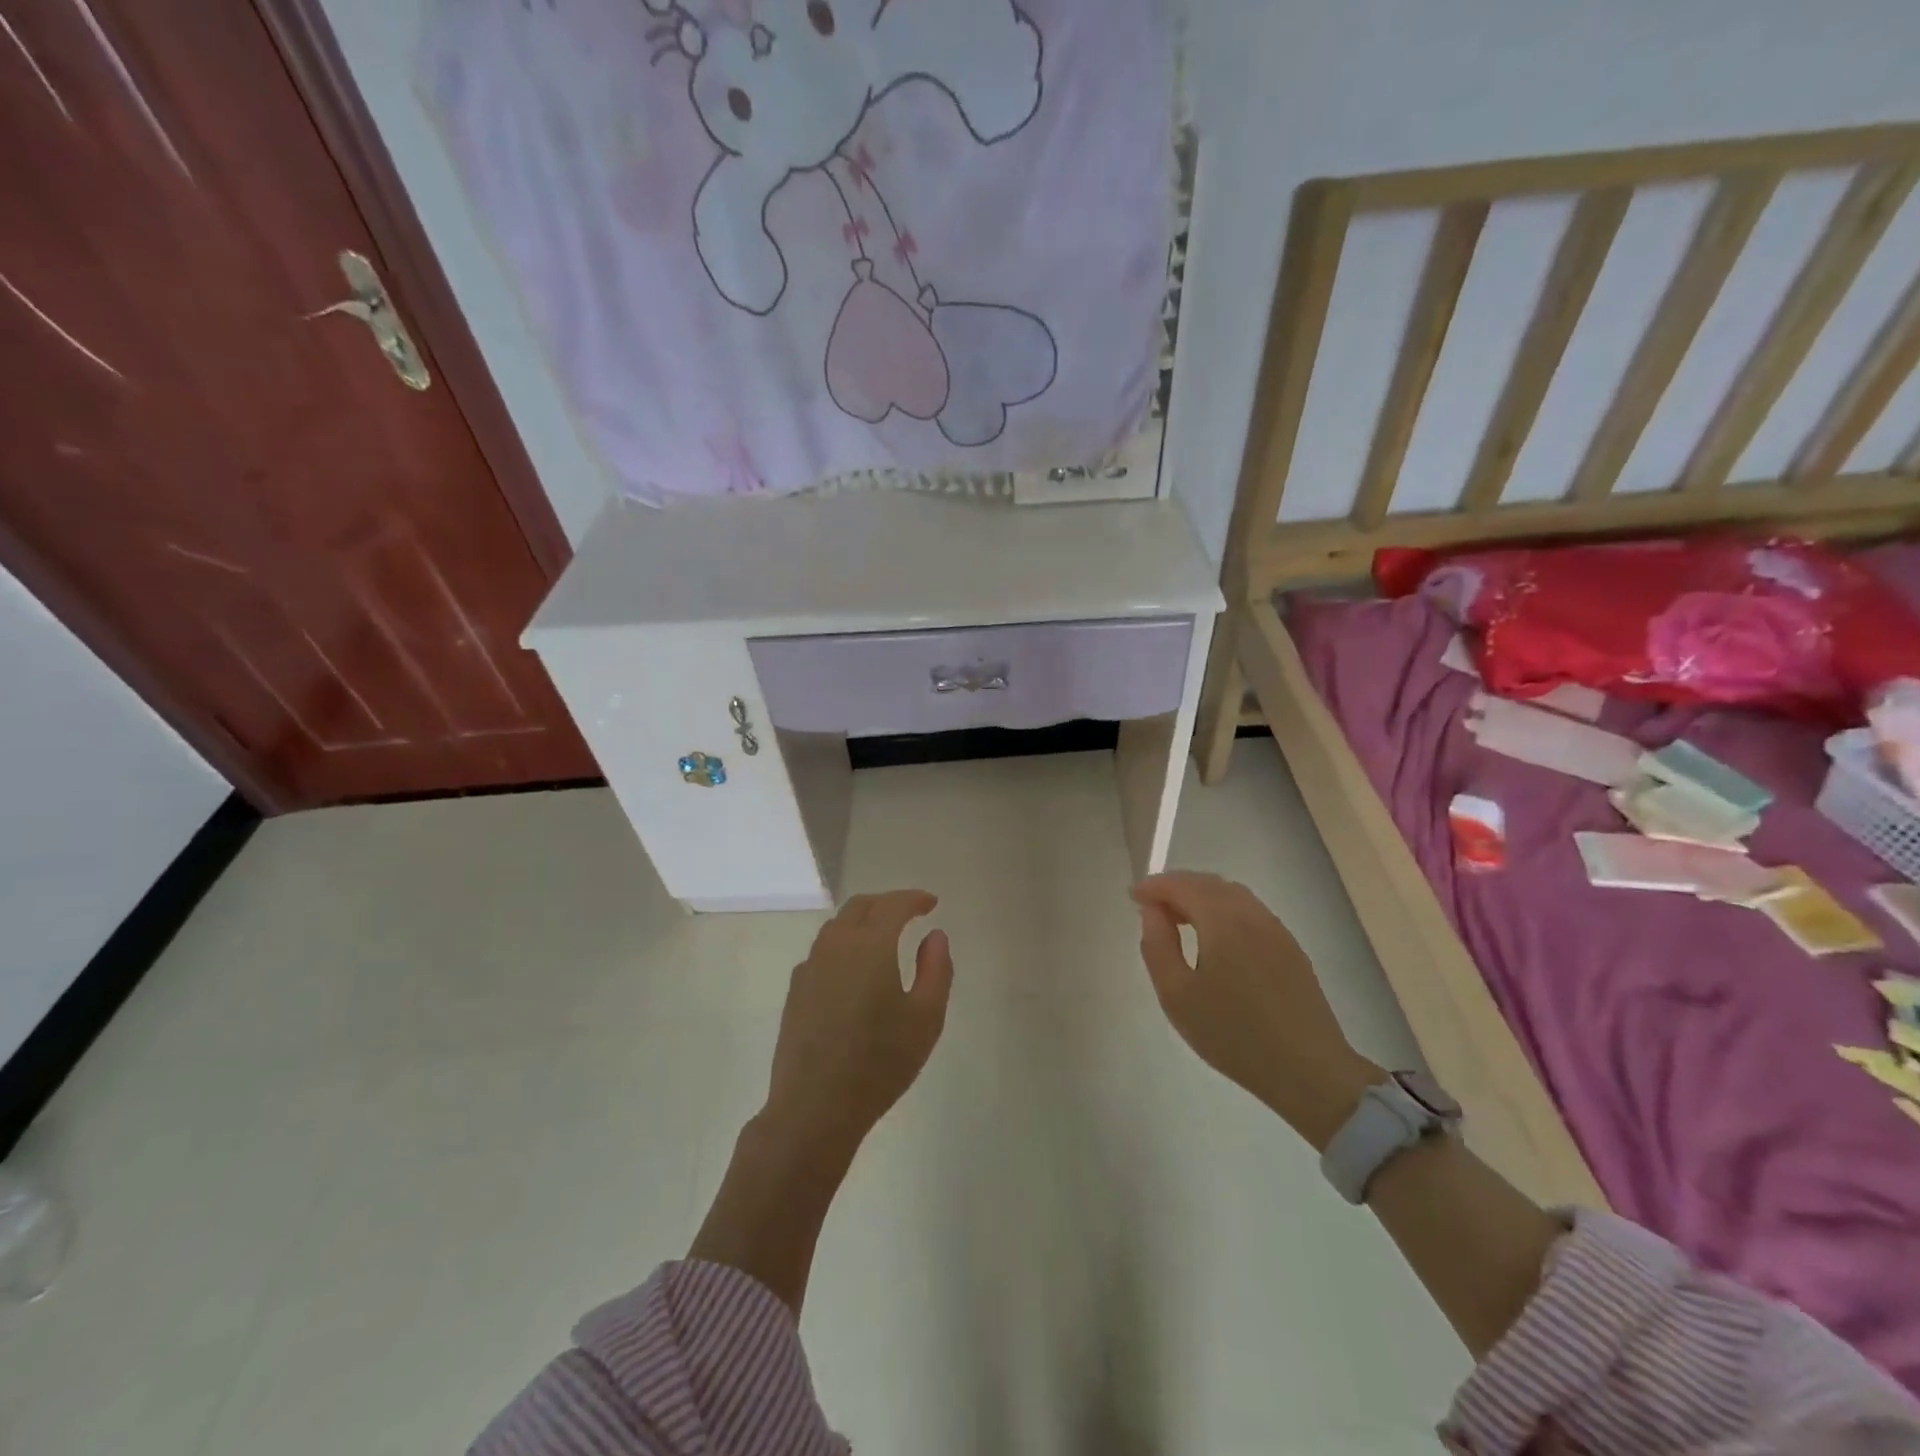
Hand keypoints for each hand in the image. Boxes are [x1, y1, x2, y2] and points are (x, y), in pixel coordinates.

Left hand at [761, 890, 953, 1162]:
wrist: (814, 1107)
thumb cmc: (880, 1063)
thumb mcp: (925, 1018)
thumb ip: (936, 969)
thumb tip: (935, 936)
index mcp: (870, 946)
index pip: (893, 905)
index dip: (914, 899)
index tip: (931, 903)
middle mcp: (836, 946)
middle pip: (860, 906)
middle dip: (887, 903)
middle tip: (910, 912)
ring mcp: (810, 967)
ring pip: (837, 926)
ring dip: (863, 920)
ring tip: (884, 935)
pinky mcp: (796, 990)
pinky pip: (822, 950)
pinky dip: (843, 944)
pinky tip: (853, 968)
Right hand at [1133, 872, 1379, 1148]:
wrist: (1308, 1071)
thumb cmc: (1233, 1035)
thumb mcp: (1177, 996)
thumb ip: (1158, 946)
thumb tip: (1152, 910)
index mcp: (1224, 921)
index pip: (1183, 885)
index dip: (1155, 886)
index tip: (1133, 896)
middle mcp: (1253, 914)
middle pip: (1209, 883)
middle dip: (1177, 887)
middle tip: (1151, 907)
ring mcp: (1276, 929)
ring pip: (1232, 895)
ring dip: (1201, 897)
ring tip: (1179, 920)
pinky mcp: (1290, 948)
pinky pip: (1250, 912)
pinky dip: (1223, 911)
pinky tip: (1215, 939)